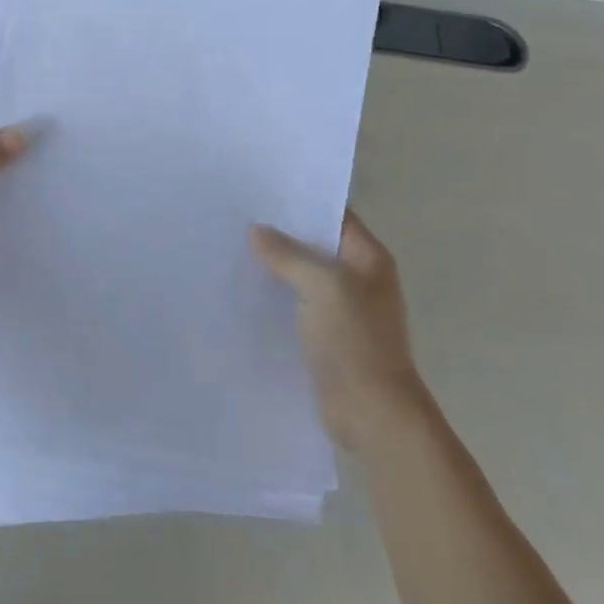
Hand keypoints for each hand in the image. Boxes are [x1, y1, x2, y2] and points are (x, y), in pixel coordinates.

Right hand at [253, 210, 425, 449]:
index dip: (302, 202)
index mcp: (368, 258)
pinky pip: (296, 304)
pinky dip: (274, 296)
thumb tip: (258, 231)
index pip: (334, 216)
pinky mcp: (325, 335)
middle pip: (316, 245)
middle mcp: (358, 278)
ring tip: (232, 247)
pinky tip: (243, 288)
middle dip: (281, 233)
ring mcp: (342, 308)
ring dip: (275, 266)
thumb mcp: (323, 286)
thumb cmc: (356, 340)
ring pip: (303, 276)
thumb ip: (289, 255)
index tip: (262, 190)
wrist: (372, 413)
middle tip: (237, 216)